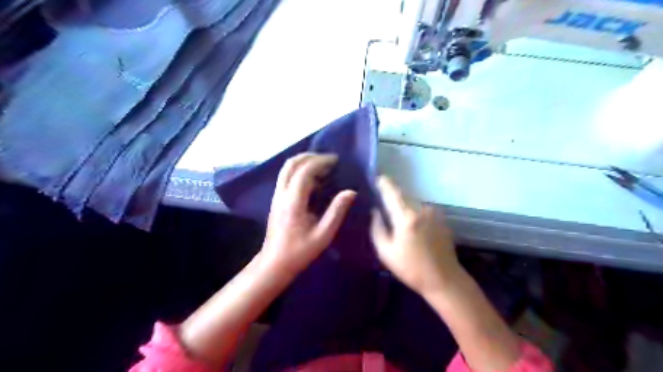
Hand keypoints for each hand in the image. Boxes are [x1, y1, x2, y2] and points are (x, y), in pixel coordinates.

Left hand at [263, 153, 357, 277]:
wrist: (274, 263)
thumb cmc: (300, 251)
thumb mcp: (323, 235)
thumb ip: (336, 211)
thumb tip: (350, 192)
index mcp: (293, 201)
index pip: (305, 171)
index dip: (320, 161)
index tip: (336, 161)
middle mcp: (282, 194)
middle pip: (291, 164)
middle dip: (310, 156)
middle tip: (329, 160)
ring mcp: (276, 195)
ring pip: (286, 168)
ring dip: (304, 162)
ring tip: (322, 166)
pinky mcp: (276, 199)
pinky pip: (286, 176)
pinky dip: (299, 170)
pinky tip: (312, 179)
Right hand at [372, 176, 461, 294]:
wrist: (444, 280)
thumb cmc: (411, 268)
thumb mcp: (386, 252)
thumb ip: (377, 228)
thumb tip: (375, 211)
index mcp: (407, 218)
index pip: (393, 193)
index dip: (384, 183)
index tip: (377, 178)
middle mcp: (422, 210)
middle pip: (403, 196)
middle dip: (393, 198)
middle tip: (383, 204)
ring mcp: (434, 213)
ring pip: (413, 203)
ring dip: (404, 207)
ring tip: (397, 221)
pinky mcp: (441, 219)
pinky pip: (422, 210)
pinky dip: (414, 214)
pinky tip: (412, 228)